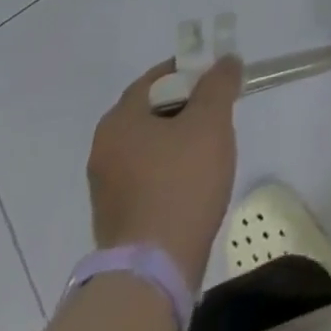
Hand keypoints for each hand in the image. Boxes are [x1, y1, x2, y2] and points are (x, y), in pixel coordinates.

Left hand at [87, 58, 242, 289]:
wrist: (155, 269)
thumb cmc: (182, 181)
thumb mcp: (211, 120)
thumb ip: (219, 83)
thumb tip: (226, 61)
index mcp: (119, 122)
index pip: (155, 78)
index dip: (190, 71)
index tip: (218, 78)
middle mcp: (104, 150)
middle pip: (153, 110)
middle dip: (189, 105)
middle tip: (221, 110)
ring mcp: (107, 187)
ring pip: (152, 144)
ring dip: (181, 138)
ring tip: (214, 146)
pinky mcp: (119, 216)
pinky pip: (149, 174)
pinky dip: (172, 168)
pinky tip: (197, 179)